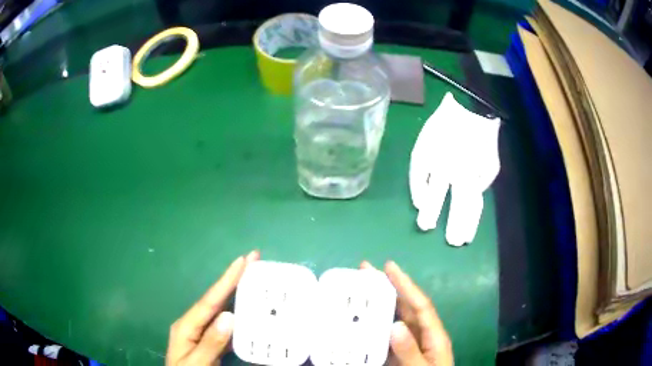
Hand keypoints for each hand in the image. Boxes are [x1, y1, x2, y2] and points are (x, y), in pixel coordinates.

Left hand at [167, 251, 258, 365]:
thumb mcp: (196, 362)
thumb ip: (210, 342)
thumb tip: (229, 316)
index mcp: (186, 326)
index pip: (209, 300)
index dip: (226, 280)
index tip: (242, 261)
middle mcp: (193, 324)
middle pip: (216, 299)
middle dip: (233, 280)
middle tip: (252, 260)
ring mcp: (201, 333)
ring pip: (222, 310)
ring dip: (237, 295)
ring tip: (254, 280)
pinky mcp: (210, 342)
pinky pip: (226, 325)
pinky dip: (239, 315)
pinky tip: (249, 311)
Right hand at [362, 260, 452, 365]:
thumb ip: (410, 352)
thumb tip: (395, 325)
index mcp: (433, 336)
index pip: (420, 305)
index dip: (406, 284)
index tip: (389, 266)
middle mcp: (421, 335)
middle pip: (406, 307)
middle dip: (389, 287)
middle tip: (366, 271)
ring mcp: (408, 344)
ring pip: (394, 318)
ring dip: (380, 303)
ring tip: (361, 289)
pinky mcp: (397, 353)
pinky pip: (385, 335)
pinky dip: (374, 325)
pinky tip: (360, 320)